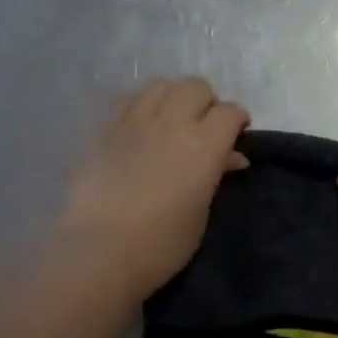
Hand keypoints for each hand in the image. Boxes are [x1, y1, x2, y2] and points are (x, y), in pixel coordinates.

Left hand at [53, 78, 249, 297]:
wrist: (99, 252)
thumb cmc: (162, 244)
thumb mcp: (201, 213)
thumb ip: (216, 175)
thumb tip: (232, 157)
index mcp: (203, 145)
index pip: (230, 112)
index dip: (238, 121)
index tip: (237, 136)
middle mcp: (171, 122)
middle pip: (196, 87)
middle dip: (207, 103)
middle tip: (205, 129)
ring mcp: (134, 121)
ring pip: (162, 85)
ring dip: (174, 98)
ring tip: (172, 123)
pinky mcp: (105, 129)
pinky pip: (130, 100)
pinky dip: (143, 106)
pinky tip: (141, 129)